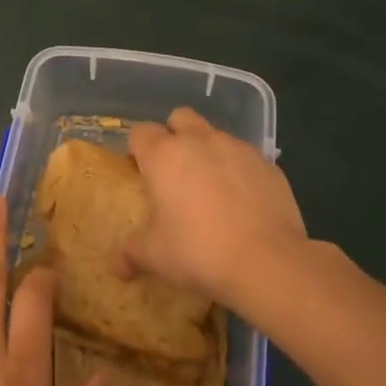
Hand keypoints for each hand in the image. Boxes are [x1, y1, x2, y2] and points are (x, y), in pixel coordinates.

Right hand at [124, 107, 307, 303]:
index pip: (140, 132)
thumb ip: (131, 253)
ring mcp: (236, 148)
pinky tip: (241, 202)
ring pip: (214, 135)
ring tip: (210, 189)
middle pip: (179, 118)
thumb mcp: (155, 256)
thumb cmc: (198, 252)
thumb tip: (117, 267)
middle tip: (174, 171)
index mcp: (164, 155)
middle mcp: (199, 141)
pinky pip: (244, 156)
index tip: (140, 173)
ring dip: (207, 152)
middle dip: (173, 135)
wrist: (267, 262)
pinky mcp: (267, 163)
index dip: (137, 150)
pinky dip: (237, 170)